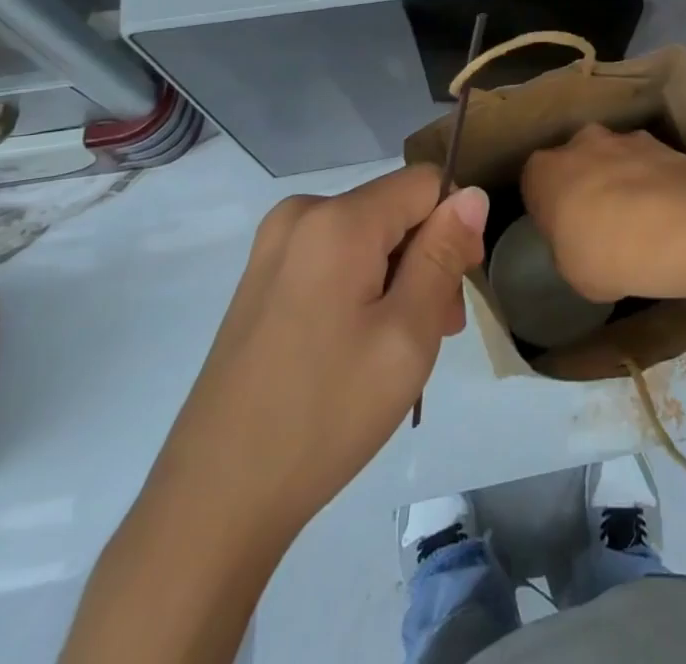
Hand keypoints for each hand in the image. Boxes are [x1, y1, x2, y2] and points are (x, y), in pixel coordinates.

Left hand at [148, 166, 489, 545]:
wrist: (213, 502)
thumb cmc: (325, 414)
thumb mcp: (408, 334)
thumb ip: (442, 254)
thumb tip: (471, 194)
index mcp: (337, 220)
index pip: (426, 183)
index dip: (455, 226)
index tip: (457, 288)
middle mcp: (300, 215)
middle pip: (395, 209)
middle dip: (426, 257)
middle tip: (435, 330)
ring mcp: (273, 248)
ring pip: (368, 235)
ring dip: (397, 276)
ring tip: (399, 347)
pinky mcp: (261, 279)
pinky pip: (335, 257)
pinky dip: (361, 287)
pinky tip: (358, 346)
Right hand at [520, 124, 685, 302]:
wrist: (677, 227)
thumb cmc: (606, 254)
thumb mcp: (571, 271)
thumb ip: (569, 247)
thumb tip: (581, 243)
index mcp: (544, 170)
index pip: (535, 181)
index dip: (549, 205)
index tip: (564, 229)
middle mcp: (581, 142)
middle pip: (578, 160)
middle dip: (588, 183)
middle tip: (603, 222)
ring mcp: (625, 138)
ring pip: (616, 157)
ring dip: (624, 179)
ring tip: (644, 220)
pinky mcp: (664, 143)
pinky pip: (650, 164)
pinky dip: (656, 182)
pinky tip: (669, 214)